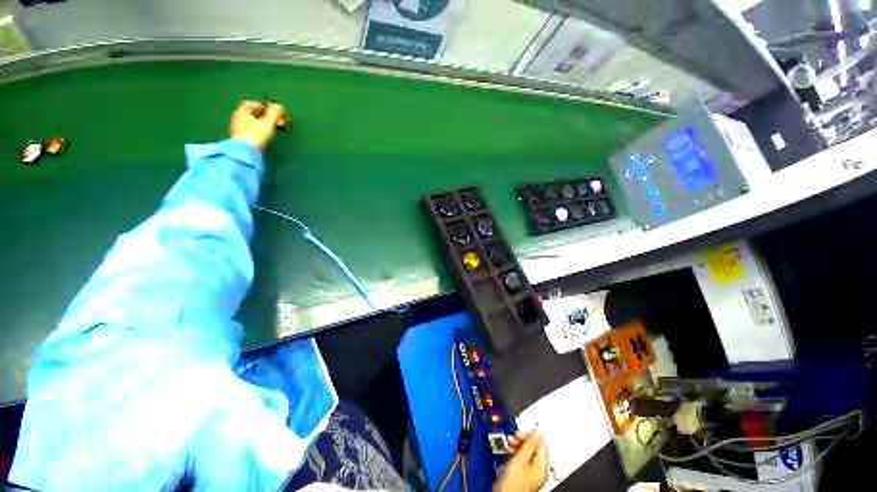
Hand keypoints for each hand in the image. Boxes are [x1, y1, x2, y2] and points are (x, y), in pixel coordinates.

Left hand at [229, 100, 285, 151]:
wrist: (245, 152)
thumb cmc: (256, 135)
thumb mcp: (268, 123)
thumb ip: (273, 114)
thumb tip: (279, 105)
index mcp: (242, 112)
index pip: (250, 104)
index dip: (262, 105)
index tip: (272, 111)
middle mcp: (237, 118)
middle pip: (249, 113)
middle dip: (260, 114)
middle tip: (271, 119)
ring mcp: (236, 128)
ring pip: (248, 122)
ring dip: (258, 123)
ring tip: (268, 128)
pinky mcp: (239, 138)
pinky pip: (248, 130)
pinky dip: (255, 130)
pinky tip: (262, 135)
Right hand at [494, 431, 548, 491]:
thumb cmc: (513, 484)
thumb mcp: (520, 459)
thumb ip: (529, 444)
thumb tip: (538, 431)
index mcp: (542, 466)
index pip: (541, 443)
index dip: (530, 435)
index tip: (519, 432)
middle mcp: (538, 470)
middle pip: (533, 448)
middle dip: (521, 440)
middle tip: (512, 438)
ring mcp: (529, 473)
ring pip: (525, 453)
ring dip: (516, 446)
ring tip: (508, 445)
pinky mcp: (520, 475)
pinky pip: (520, 460)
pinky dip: (514, 454)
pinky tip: (508, 454)